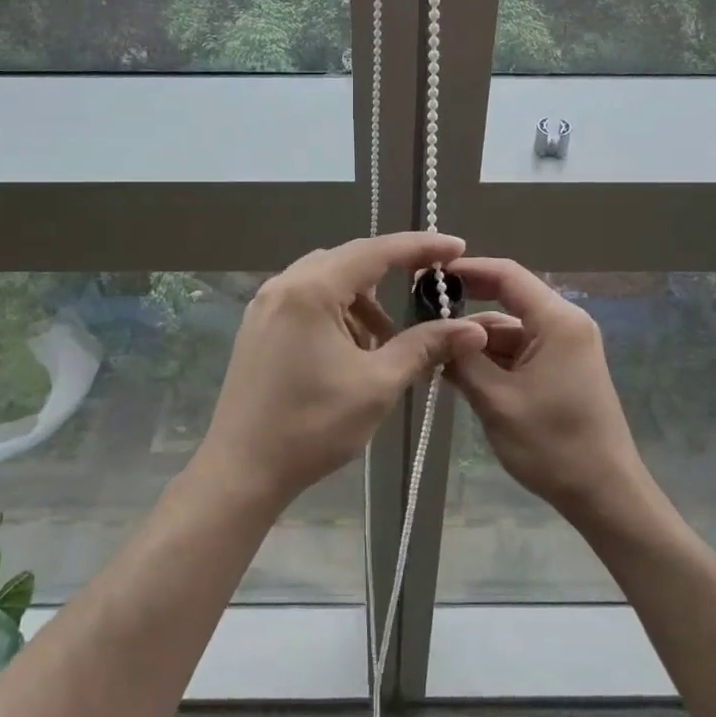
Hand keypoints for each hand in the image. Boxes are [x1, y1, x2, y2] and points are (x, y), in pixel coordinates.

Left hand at [197, 233, 487, 508]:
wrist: (242, 471)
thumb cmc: (312, 426)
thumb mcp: (377, 385)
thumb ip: (425, 347)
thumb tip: (473, 329)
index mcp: (311, 290)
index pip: (376, 251)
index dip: (420, 247)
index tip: (456, 246)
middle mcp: (284, 285)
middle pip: (350, 261)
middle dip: (392, 274)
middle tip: (430, 288)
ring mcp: (265, 305)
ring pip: (328, 281)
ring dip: (363, 301)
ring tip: (386, 341)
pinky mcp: (258, 326)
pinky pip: (307, 300)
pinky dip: (337, 313)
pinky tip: (352, 349)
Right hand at [446, 258, 647, 519]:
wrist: (604, 494)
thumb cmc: (552, 445)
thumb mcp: (496, 401)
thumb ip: (463, 360)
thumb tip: (436, 331)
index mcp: (557, 321)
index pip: (507, 275)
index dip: (467, 270)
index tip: (428, 275)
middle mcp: (565, 324)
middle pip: (507, 303)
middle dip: (465, 316)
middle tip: (421, 322)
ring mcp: (565, 348)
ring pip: (510, 331)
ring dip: (476, 344)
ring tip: (434, 359)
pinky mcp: (562, 369)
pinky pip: (520, 352)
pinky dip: (492, 361)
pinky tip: (460, 376)